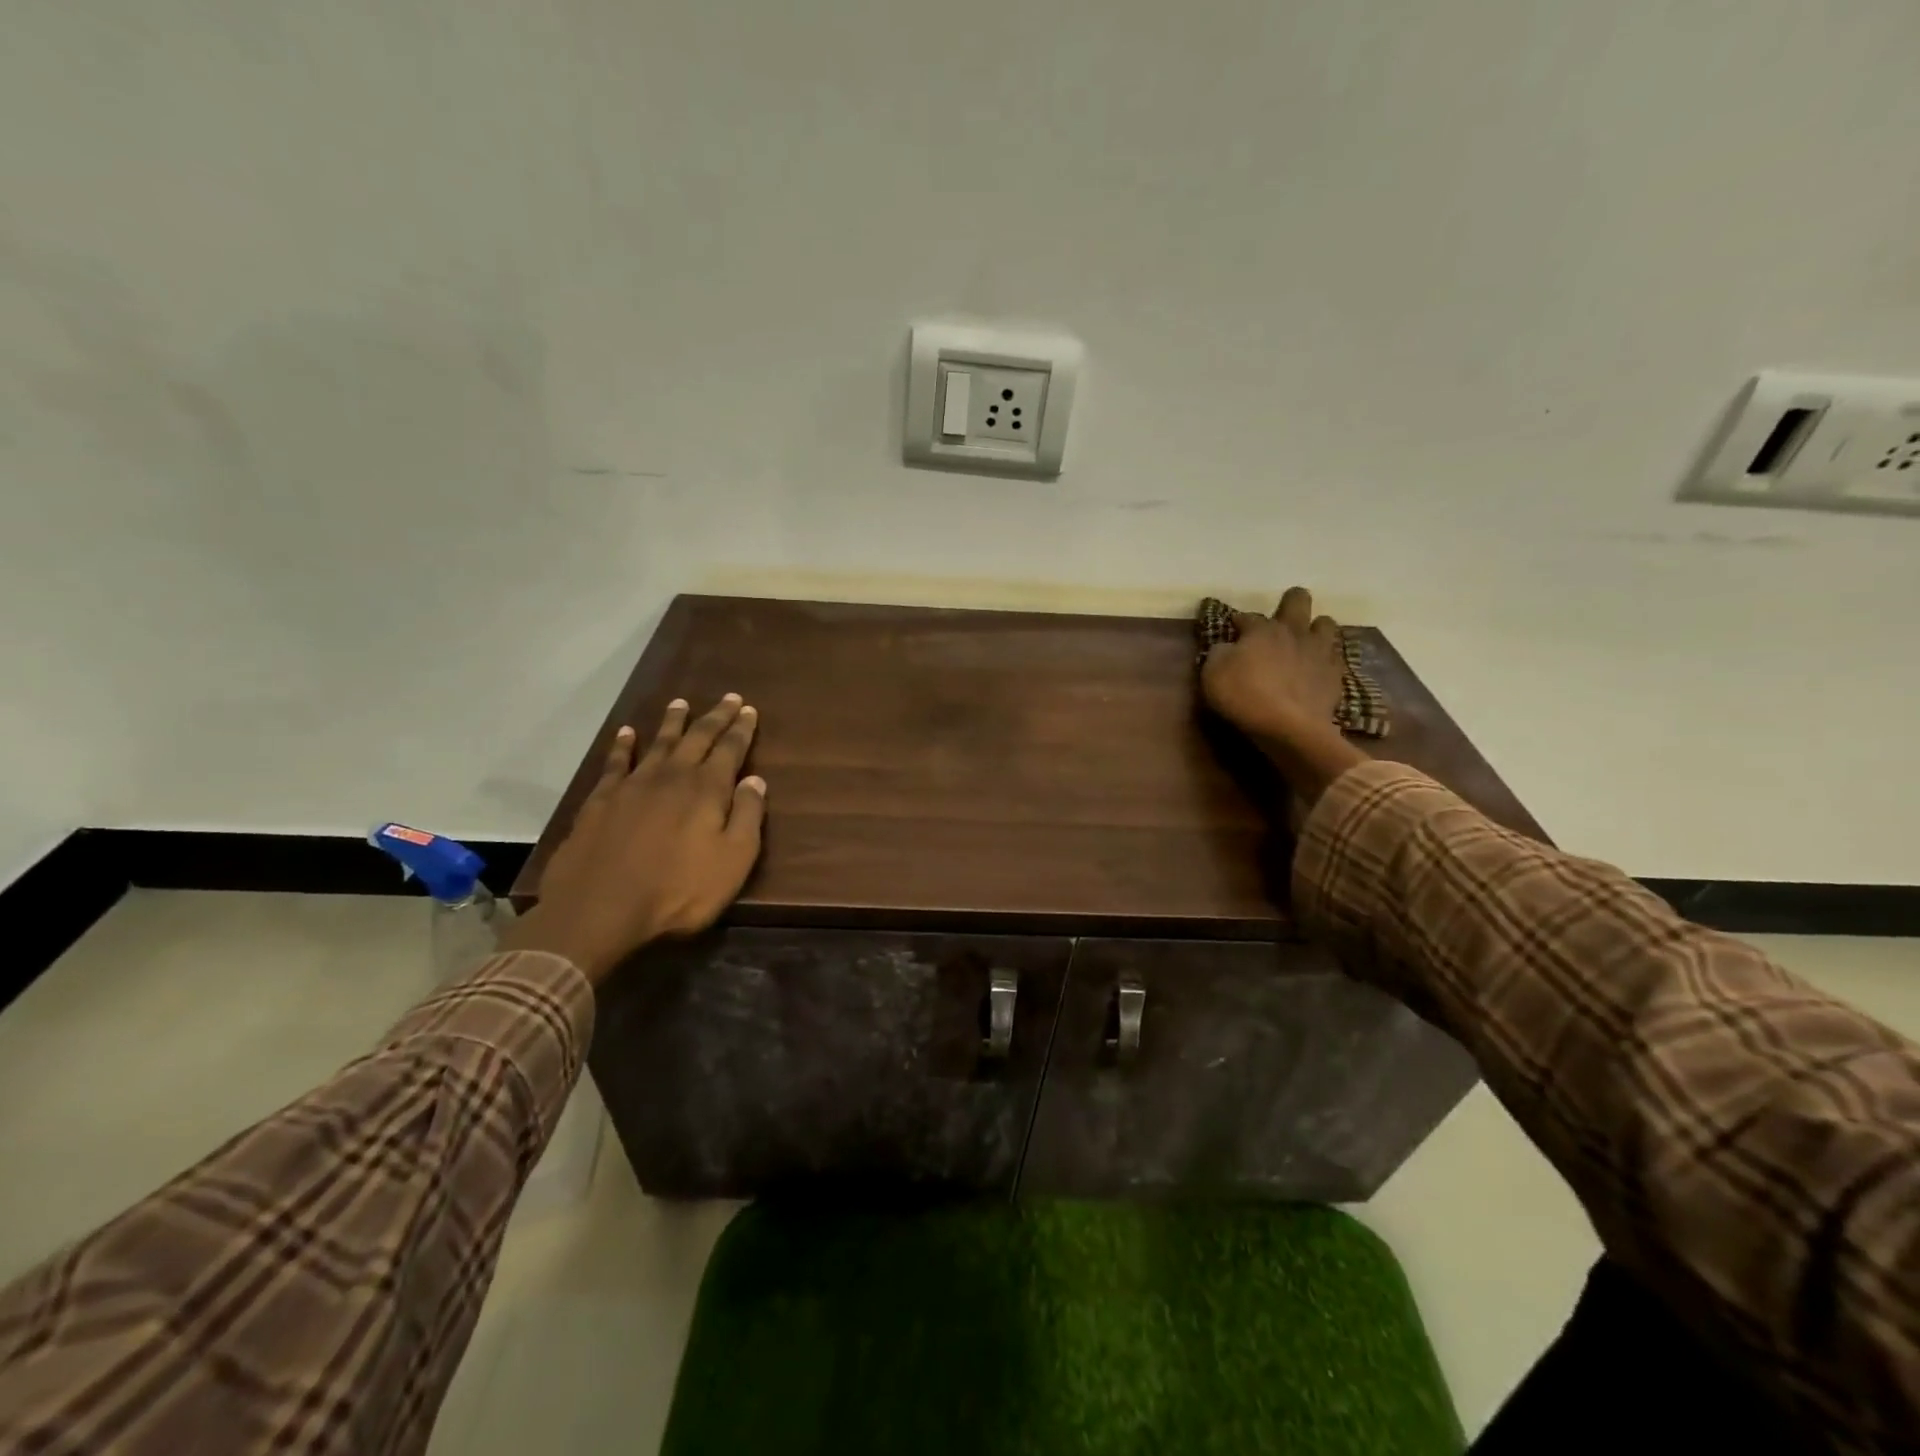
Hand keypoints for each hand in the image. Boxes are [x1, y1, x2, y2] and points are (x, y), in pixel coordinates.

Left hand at [503, 695, 766, 981]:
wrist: (600, 908)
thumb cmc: (678, 890)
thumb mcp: (733, 860)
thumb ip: (747, 816)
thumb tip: (755, 780)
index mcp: (707, 790)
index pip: (730, 750)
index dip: (741, 729)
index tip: (749, 710)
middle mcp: (672, 777)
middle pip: (697, 738)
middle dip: (715, 717)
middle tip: (727, 698)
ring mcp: (633, 785)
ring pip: (658, 743)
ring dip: (672, 722)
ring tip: (681, 703)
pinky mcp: (601, 800)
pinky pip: (616, 762)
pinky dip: (623, 745)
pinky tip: (626, 733)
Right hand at [1200, 587, 1366, 813]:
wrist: (1289, 727)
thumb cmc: (1245, 696)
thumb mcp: (1213, 672)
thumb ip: (1220, 653)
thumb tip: (1227, 646)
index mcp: (1263, 629)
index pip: (1248, 616)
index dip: (1239, 621)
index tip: (1233, 629)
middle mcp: (1294, 632)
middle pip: (1298, 600)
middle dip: (1289, 602)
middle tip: (1279, 619)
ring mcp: (1319, 652)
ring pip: (1326, 623)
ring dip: (1315, 628)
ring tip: (1304, 643)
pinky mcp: (1335, 675)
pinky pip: (1334, 657)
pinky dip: (1324, 660)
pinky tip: (1316, 670)